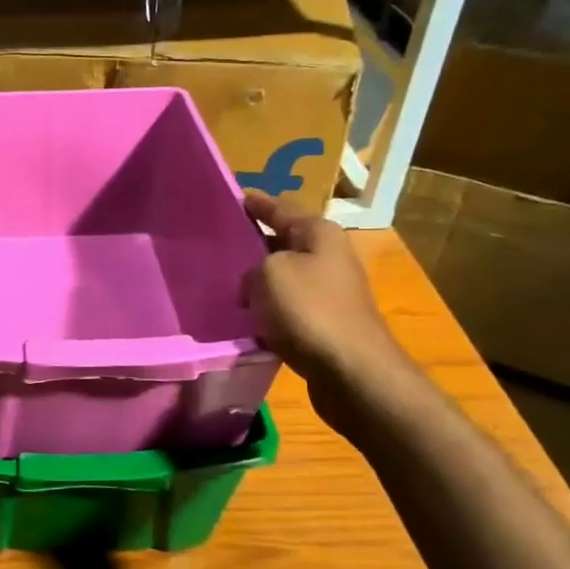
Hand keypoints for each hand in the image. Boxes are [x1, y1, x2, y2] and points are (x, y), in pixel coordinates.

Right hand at [240, 190, 409, 394]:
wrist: (350, 371)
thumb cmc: (309, 310)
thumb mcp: (268, 273)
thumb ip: (252, 267)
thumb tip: (253, 284)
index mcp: (319, 233)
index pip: (280, 208)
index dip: (255, 203)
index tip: (233, 197)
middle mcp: (329, 257)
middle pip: (283, 242)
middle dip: (253, 243)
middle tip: (218, 244)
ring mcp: (329, 292)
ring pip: (283, 277)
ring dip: (258, 282)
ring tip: (224, 284)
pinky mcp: (324, 324)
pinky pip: (286, 308)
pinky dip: (267, 311)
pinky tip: (245, 320)